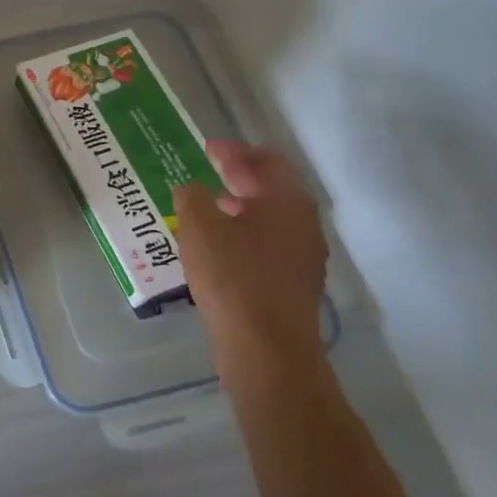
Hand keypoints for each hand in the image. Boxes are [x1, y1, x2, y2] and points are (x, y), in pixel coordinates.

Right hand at [173, 140, 328, 371]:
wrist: (267, 348)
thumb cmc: (232, 277)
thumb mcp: (198, 227)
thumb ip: (192, 197)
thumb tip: (193, 187)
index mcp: (286, 200)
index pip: (266, 160)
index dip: (234, 151)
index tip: (207, 148)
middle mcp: (304, 222)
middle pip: (274, 188)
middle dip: (241, 177)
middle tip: (209, 172)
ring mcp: (305, 255)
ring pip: (273, 218)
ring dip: (244, 206)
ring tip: (211, 208)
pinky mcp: (296, 283)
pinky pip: (272, 243)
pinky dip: (248, 233)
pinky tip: (222, 246)